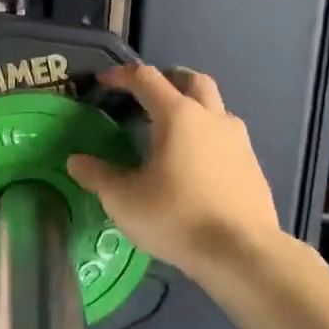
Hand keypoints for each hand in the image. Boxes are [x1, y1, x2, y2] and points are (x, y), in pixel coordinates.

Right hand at [67, 63, 281, 275]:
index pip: (147, 78)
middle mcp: (211, 118)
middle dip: (169, 80)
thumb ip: (98, 175)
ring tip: (171, 135)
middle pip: (192, 80)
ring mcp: (238, 141)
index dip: (122, 75)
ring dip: (192, 109)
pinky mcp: (253, 166)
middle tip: (148, 97)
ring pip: (215, 108)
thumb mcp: (124, 200)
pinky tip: (195, 167)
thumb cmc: (176, 218)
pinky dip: (207, 138)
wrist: (242, 253)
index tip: (104, 82)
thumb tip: (76, 161)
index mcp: (178, 116)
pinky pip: (226, 138)